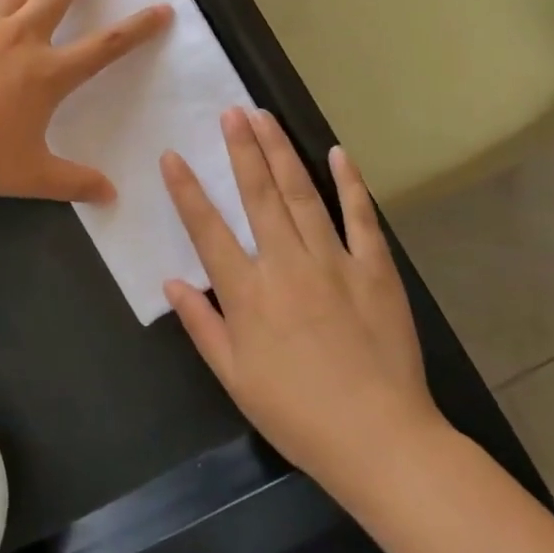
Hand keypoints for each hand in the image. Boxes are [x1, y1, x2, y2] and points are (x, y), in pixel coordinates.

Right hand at [160, 108, 443, 483]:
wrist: (381, 440)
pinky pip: (361, 218)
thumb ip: (202, 325)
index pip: (207, 230)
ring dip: (281, 152)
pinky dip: (350, 184)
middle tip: (231, 112)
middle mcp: (286, 265)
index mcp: (248, 293)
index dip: (187, 190)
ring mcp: (334, 262)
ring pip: (302, 195)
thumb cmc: (298, 413)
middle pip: (258, 195)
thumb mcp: (235, 377)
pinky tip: (338, 153)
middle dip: (242, 149)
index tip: (172, 156)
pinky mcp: (375, 270)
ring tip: (265, 118)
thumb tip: (172, 281)